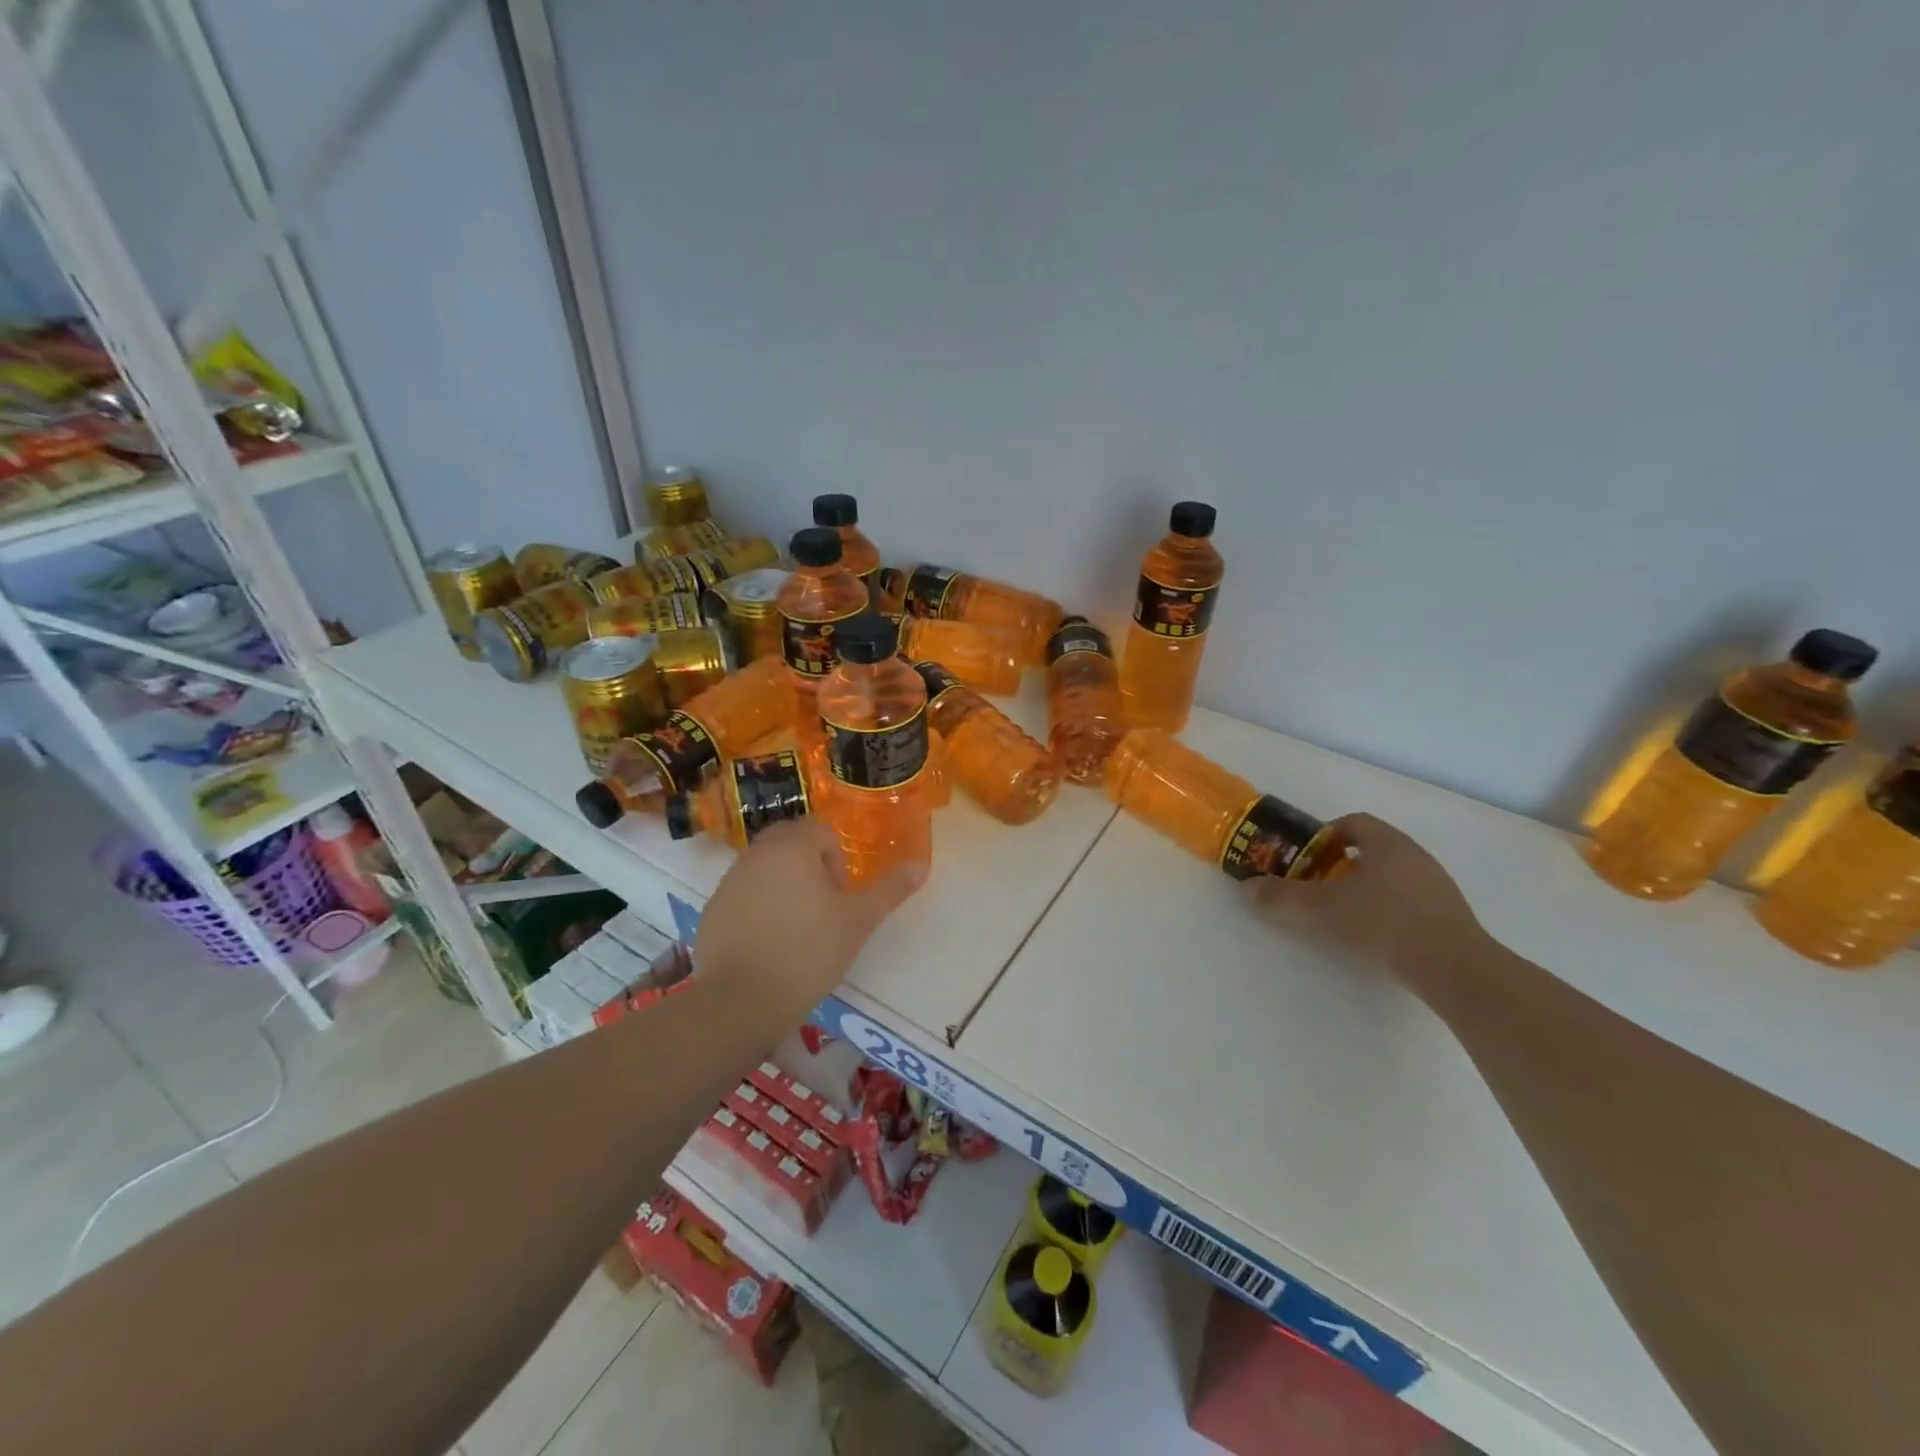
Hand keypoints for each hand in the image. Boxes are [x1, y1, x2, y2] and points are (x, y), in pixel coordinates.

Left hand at [693, 819, 925, 1014]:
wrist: (742, 1001)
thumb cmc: (808, 952)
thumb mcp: (858, 921)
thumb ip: (890, 889)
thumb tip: (922, 864)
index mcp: (792, 847)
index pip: (819, 830)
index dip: (836, 859)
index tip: (839, 896)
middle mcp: (756, 854)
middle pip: (788, 842)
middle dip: (808, 864)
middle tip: (822, 906)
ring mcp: (729, 882)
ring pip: (764, 867)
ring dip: (783, 884)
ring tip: (797, 928)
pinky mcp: (712, 910)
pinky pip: (742, 894)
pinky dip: (758, 907)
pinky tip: (768, 944)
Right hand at [1247, 813, 1482, 988]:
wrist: (1453, 967)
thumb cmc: (1381, 923)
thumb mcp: (1321, 910)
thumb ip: (1282, 897)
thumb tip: (1247, 887)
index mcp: (1386, 843)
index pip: (1355, 822)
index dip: (1328, 834)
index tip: (1309, 855)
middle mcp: (1415, 855)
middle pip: (1375, 848)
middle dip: (1344, 863)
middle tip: (1320, 884)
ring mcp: (1438, 885)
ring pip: (1395, 874)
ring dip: (1369, 886)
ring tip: (1346, 912)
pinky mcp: (1451, 914)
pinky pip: (1412, 899)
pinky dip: (1390, 907)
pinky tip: (1377, 934)